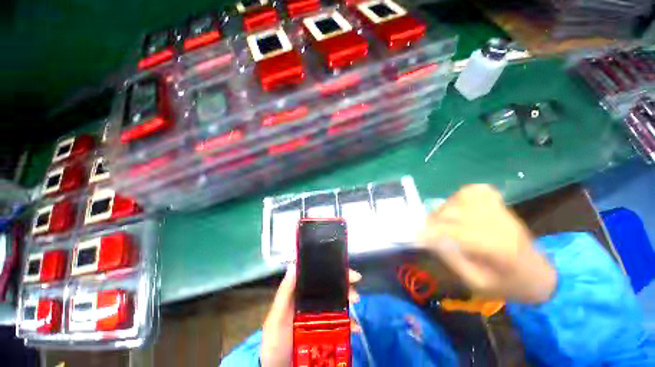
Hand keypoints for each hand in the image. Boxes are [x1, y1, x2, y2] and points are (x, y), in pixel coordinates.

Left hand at [260, 267, 361, 366]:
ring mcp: (319, 314)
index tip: (347, 272)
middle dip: (345, 286)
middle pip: (331, 286)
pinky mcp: (325, 330)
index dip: (333, 270)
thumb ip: (284, 292)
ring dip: (349, 302)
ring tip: (356, 309)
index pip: (319, 275)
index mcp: (301, 292)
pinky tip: (355, 328)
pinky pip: (340, 322)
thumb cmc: (275, 338)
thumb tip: (294, 265)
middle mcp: (312, 299)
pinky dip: (350, 323)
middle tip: (355, 295)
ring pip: (337, 302)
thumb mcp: (277, 315)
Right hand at [418, 184, 556, 303]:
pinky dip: (461, 196)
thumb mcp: (477, 283)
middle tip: (426, 231)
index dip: (432, 233)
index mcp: (499, 248)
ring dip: (445, 208)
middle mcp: (499, 224)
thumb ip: (452, 260)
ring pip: (462, 197)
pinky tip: (457, 206)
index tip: (416, 237)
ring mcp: (501, 210)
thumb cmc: (508, 284)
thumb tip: (430, 240)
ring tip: (442, 220)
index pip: (458, 232)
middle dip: (434, 221)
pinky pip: (475, 191)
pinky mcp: (500, 203)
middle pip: (456, 212)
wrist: (539, 274)